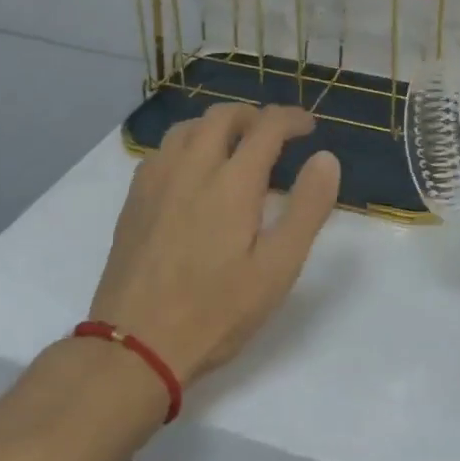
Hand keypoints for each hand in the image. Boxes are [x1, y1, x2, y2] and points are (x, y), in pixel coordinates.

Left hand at [89, 103, 340, 387]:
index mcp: (232, 182)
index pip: (266, 126)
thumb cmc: (216, 310)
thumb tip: (325, 158)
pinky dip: (188, 143)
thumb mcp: (278, 268)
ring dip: (218, 124)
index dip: (292, 118)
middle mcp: (192, 167)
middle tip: (275, 133)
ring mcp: (157, 180)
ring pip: (188, 126)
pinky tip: (193, 171)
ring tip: (235, 145)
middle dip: (254, 114)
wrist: (134, 345)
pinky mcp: (134, 199)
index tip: (309, 127)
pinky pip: (163, 149)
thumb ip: (307, 208)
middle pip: (223, 115)